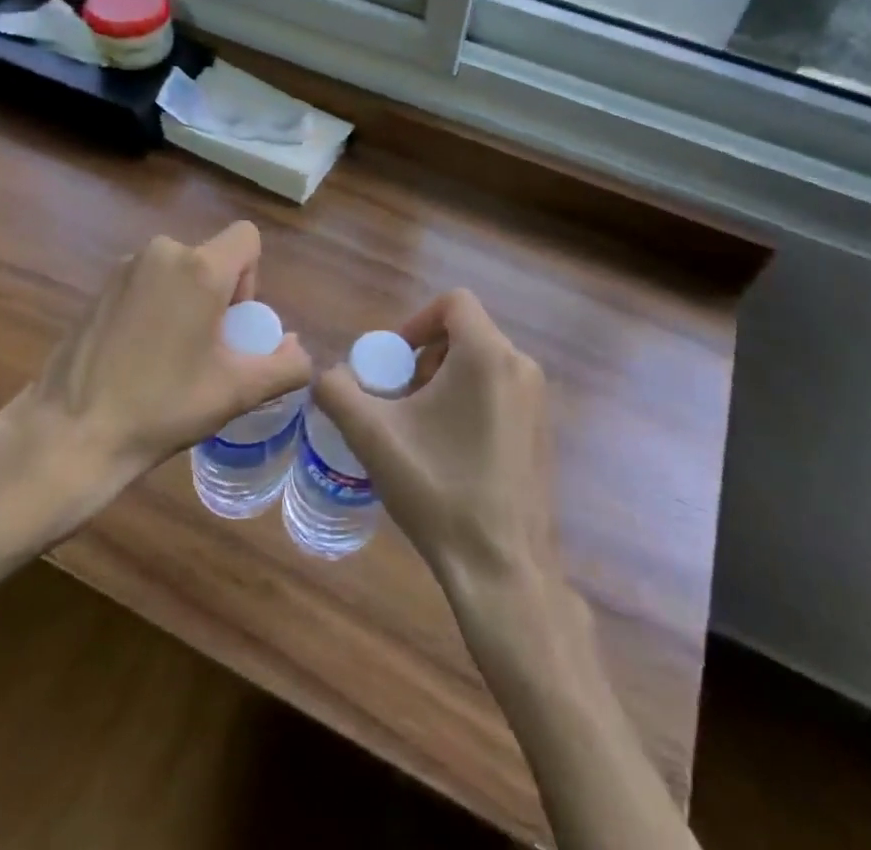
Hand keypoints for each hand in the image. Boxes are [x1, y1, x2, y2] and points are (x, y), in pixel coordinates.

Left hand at [0, 222, 310, 506]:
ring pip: (178, 271)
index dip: (252, 277)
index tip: (233, 324)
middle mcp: (162, 253)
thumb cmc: (162, 407)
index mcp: (200, 268)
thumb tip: (298, 349)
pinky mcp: (99, 287)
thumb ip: (285, 366)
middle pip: (212, 258)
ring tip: (171, 356)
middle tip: (206, 350)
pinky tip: (138, 355)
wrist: (71, 433)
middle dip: (219, 295)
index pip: (247, 237)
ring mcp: (124, 268)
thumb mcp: (236, 392)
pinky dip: (156, 306)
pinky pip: (147, 282)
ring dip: (186, 301)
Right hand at [312, 289, 559, 594]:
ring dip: (445, 382)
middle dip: (426, 358)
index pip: (454, 302)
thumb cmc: (438, 490)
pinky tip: (449, 453)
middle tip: (401, 400)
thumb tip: (328, 376)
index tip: (393, 361)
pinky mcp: (542, 432)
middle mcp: (521, 367)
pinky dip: (470, 403)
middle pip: (465, 334)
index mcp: (487, 355)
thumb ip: (338, 392)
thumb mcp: (373, 437)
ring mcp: (538, 402)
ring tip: (420, 429)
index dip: (416, 321)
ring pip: (482, 364)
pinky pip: (500, 392)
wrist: (502, 568)